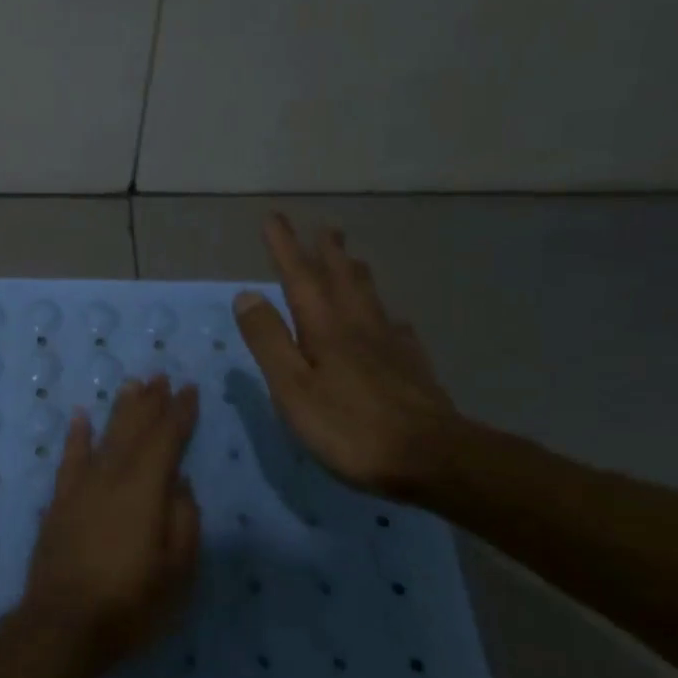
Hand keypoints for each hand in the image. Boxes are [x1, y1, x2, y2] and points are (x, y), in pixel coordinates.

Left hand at [20, 376, 200, 669]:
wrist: (63, 624)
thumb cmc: (130, 604)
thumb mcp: (177, 572)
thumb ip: (184, 522)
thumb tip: (180, 484)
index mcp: (145, 490)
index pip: (166, 440)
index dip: (180, 413)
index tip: (189, 389)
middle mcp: (112, 477)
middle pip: (134, 429)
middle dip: (150, 402)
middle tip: (161, 375)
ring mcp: (81, 487)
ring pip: (105, 436)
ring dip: (120, 410)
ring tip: (132, 384)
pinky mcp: (60, 501)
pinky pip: (69, 458)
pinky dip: (76, 435)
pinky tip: (80, 416)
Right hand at [235, 214, 458, 498]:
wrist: (432, 459)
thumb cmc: (349, 426)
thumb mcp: (292, 386)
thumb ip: (269, 340)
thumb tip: (246, 294)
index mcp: (324, 328)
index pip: (298, 277)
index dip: (285, 247)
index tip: (274, 218)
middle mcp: (359, 326)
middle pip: (342, 279)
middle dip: (328, 252)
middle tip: (326, 227)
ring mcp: (391, 346)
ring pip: (371, 298)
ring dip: (356, 273)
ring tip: (352, 258)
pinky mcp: (413, 368)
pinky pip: (397, 329)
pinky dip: (387, 315)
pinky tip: (392, 321)